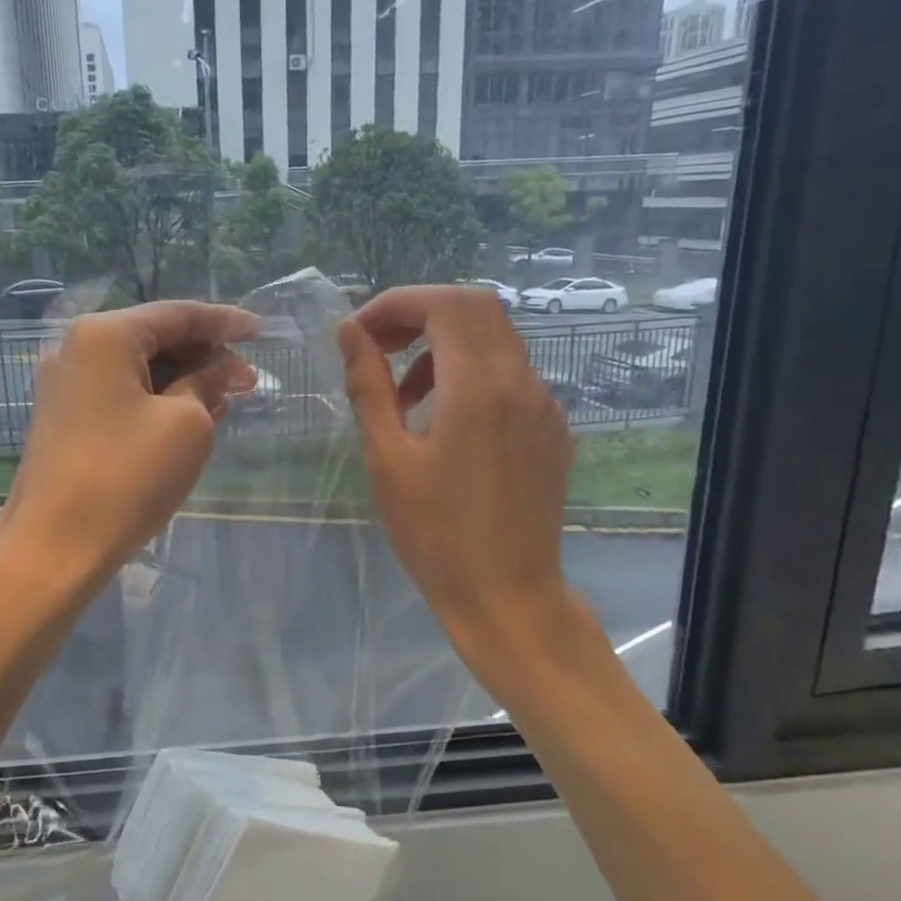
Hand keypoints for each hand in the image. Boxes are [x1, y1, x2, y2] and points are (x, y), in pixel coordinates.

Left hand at [0, 301, 259, 590]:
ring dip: (182, 379)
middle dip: (204, 356)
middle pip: (155, 336)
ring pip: (138, 366)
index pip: (178, 314)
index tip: (262, 329)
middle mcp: (77, 346)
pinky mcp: (63, 415)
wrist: (54, 546)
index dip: (225, 322)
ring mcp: (65, 382)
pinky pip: (120, 391)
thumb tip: (218, 367)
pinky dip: (156, 398)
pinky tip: (188, 416)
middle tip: (246, 383)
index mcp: (106, 334)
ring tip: (224, 402)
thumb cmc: (127, 477)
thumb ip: (207, 381)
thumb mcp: (186, 423)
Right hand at [337, 286, 577, 675]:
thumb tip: (349, 331)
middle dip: (420, 314)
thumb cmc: (434, 534)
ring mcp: (544, 405)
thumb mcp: (387, 458)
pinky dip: (470, 373)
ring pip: (495, 339)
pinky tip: (443, 419)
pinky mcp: (551, 429)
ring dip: (443, 345)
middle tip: (377, 347)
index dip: (396, 304)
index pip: (444, 304)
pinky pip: (510, 375)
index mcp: (479, 387)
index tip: (358, 332)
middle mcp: (521, 382)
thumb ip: (368, 385)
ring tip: (403, 393)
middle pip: (475, 308)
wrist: (507, 596)